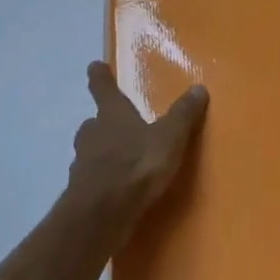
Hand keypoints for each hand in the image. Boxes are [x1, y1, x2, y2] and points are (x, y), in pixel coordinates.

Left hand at [71, 62, 208, 216]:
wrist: (102, 214)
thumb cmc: (137, 165)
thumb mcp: (169, 138)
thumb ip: (183, 115)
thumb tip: (198, 88)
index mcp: (112, 114)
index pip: (103, 87)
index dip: (99, 76)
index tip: (95, 66)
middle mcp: (92, 134)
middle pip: (94, 122)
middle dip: (103, 122)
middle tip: (115, 125)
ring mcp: (82, 163)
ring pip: (90, 151)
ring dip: (101, 152)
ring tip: (119, 160)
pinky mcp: (80, 192)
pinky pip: (92, 179)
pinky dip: (101, 180)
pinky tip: (115, 190)